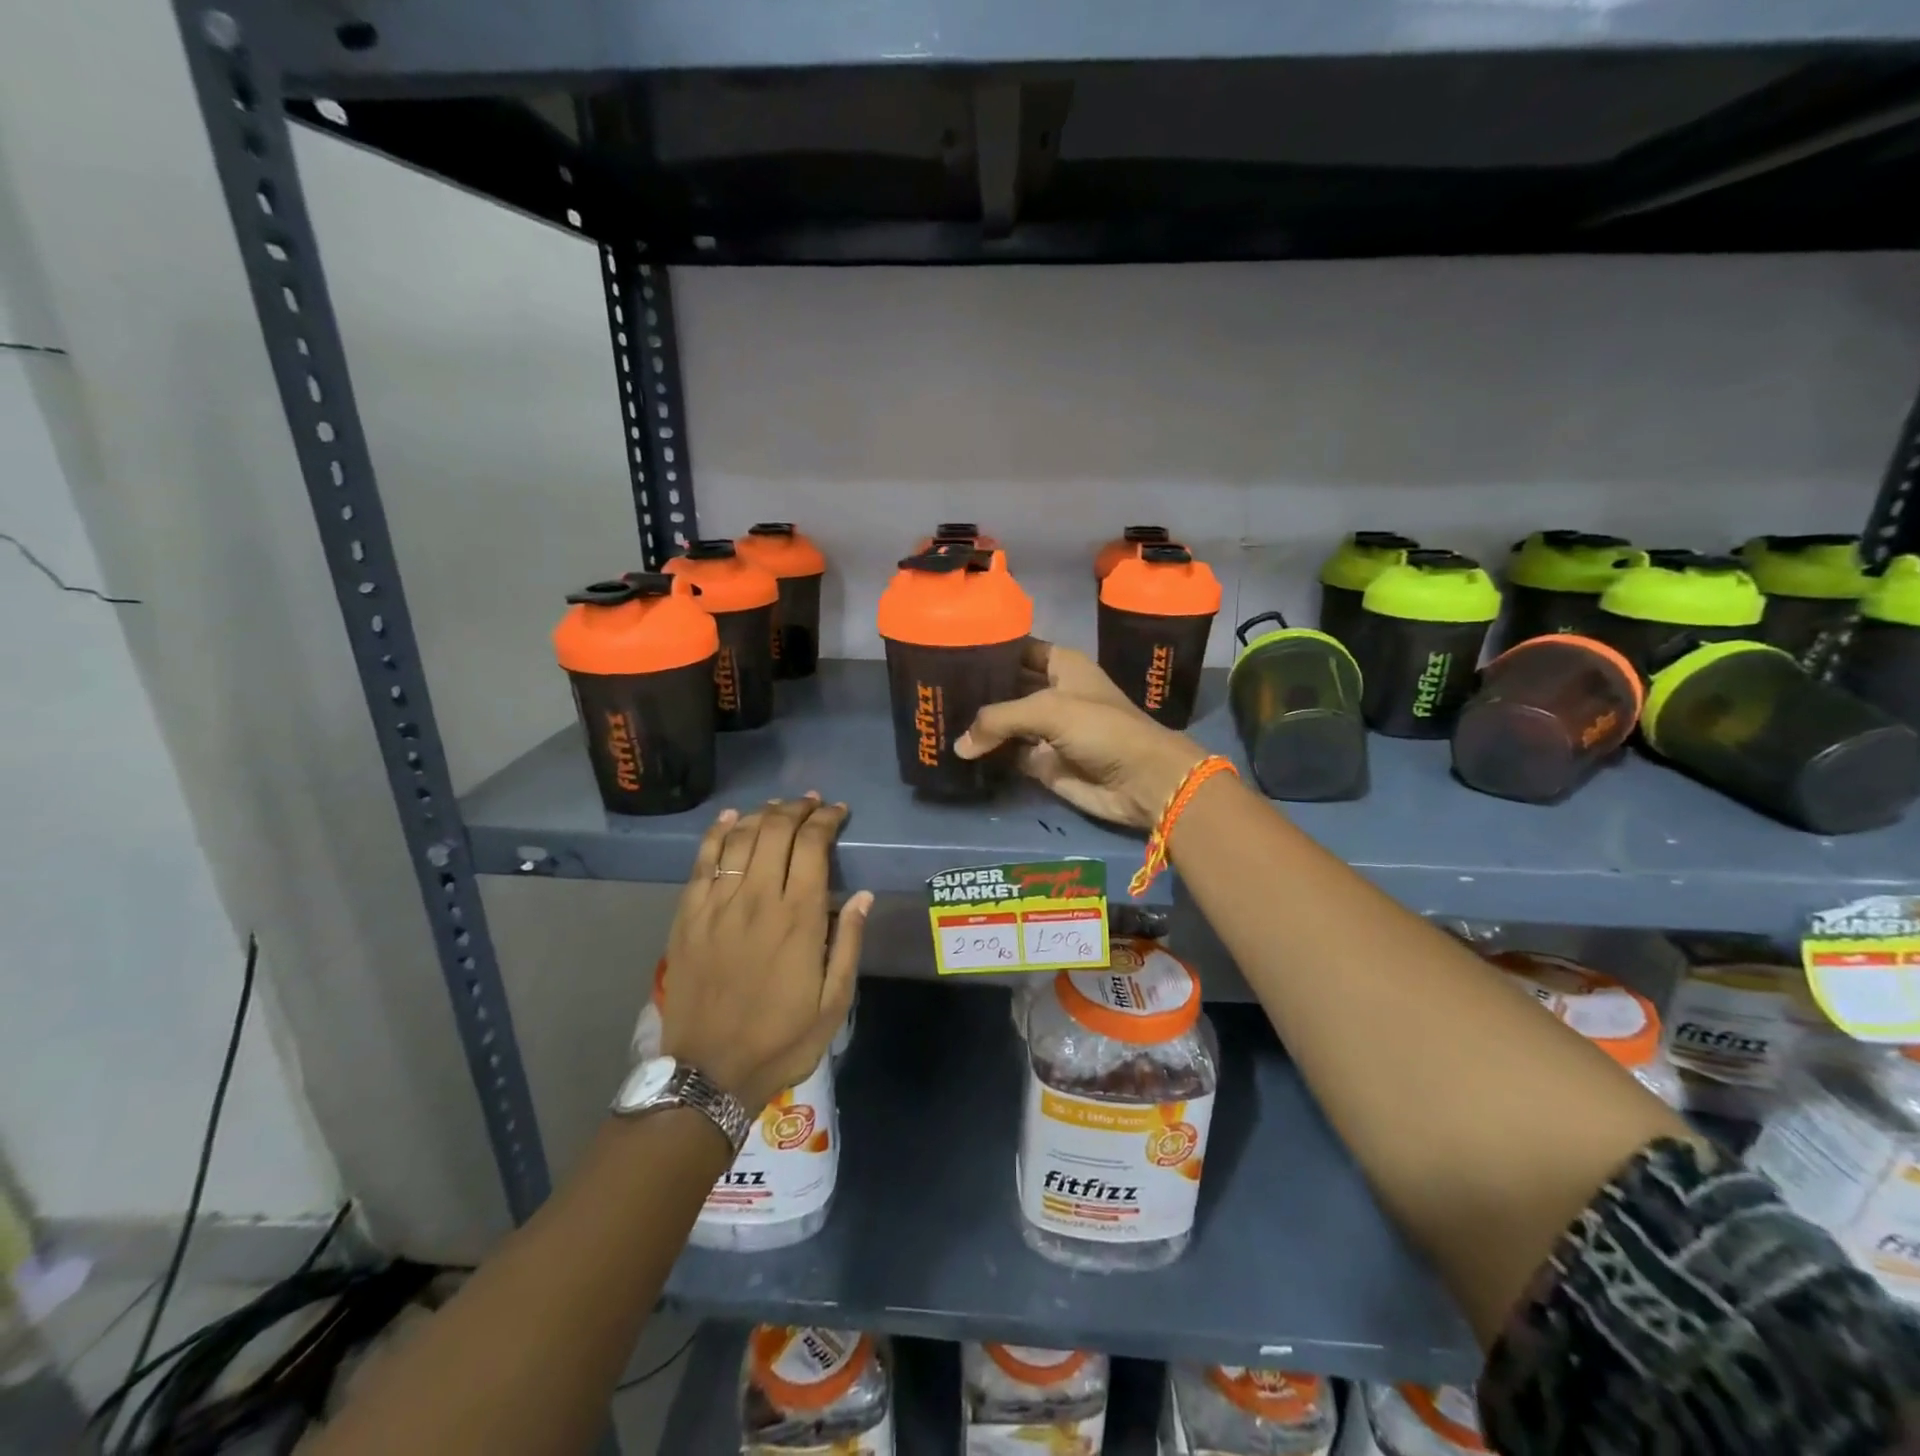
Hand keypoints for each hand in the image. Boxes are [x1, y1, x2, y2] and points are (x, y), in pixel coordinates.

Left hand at [659, 796, 872, 1111]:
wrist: (708, 1072)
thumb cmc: (781, 1040)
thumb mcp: (834, 1002)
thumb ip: (849, 943)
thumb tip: (864, 895)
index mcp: (799, 918)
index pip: (813, 846)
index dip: (826, 820)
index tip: (837, 812)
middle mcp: (758, 899)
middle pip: (776, 831)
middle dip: (797, 809)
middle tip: (811, 803)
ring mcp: (718, 905)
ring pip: (740, 838)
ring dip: (762, 814)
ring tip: (778, 807)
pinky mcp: (688, 916)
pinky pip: (703, 861)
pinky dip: (717, 833)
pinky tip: (730, 818)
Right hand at [954, 640, 1205, 829]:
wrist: (1141, 781)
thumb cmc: (1102, 729)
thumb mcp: (1049, 710)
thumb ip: (999, 719)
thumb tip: (959, 746)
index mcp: (1061, 665)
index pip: (1017, 648)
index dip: (988, 649)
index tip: (948, 649)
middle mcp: (1051, 692)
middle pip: (1005, 686)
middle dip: (976, 689)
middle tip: (932, 689)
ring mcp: (1046, 729)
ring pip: (1003, 722)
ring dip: (977, 724)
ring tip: (935, 717)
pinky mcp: (1042, 762)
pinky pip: (1007, 754)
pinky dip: (986, 754)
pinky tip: (955, 749)